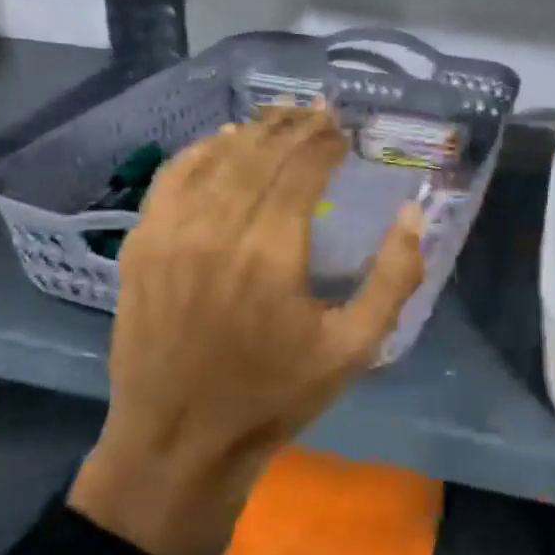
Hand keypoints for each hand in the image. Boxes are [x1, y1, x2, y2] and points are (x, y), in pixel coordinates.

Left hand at [68, 109, 424, 554]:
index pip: (303, 170)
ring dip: (254, 131)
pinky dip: (201, 150)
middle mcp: (218, 229)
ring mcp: (172, 233)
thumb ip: (393, 278)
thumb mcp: (353, 349)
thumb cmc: (273, 396)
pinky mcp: (141, 244)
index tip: (345, 130)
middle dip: (296, 127)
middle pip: (261, 154)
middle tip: (320, 112)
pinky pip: (173, 177)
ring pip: (217, 158)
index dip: (327, 142)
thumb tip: (413, 213)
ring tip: (281, 117)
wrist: (180, 441)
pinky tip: (222, 140)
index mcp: (272, 252)